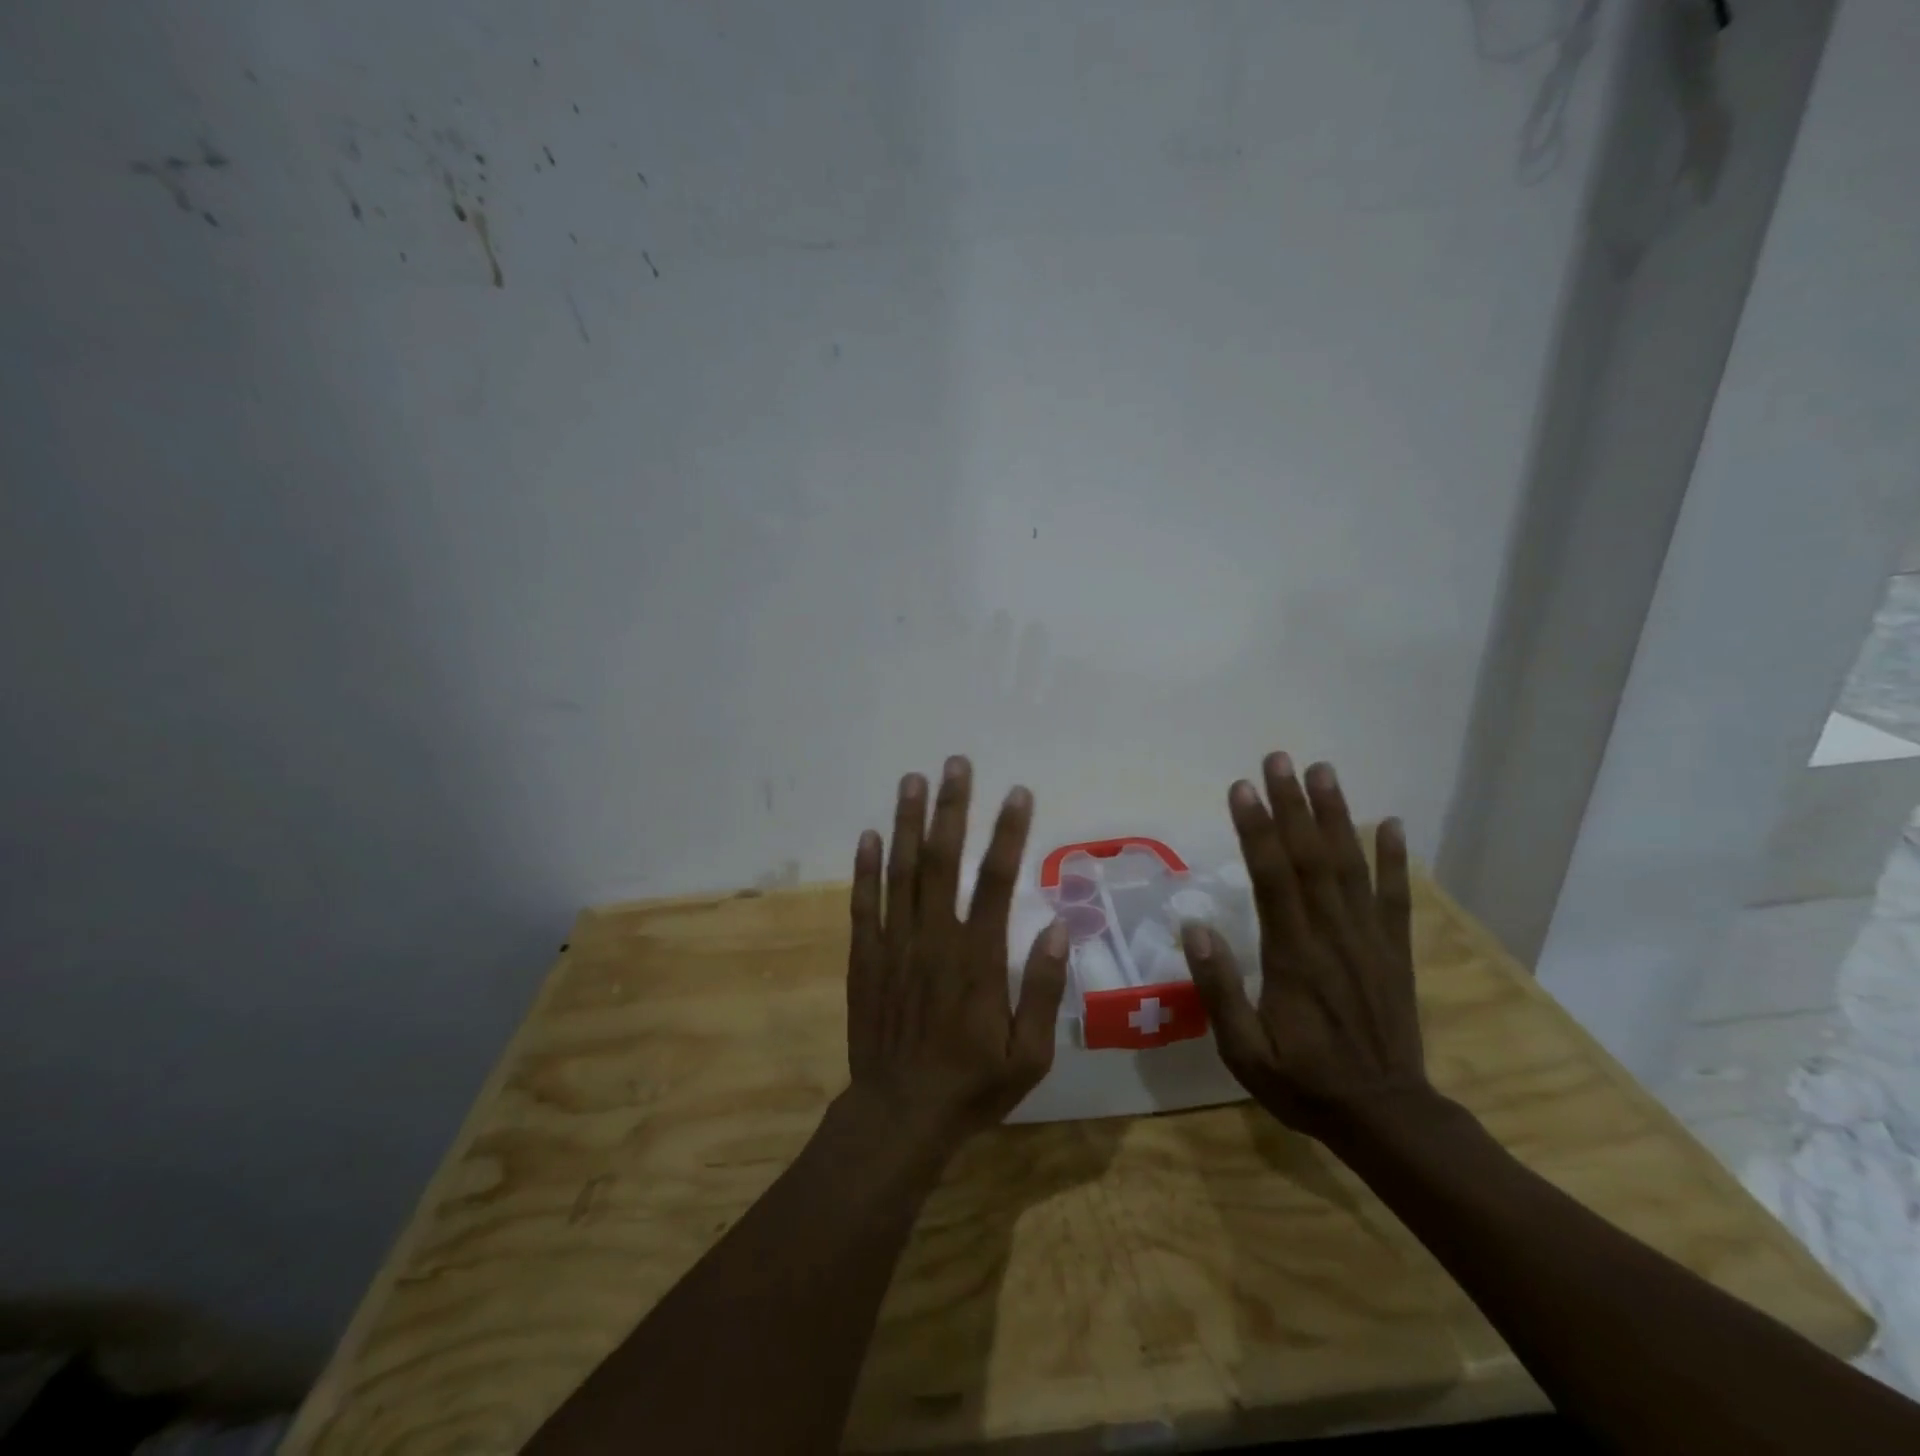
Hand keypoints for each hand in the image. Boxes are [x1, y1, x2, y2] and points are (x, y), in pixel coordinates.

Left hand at [844, 755, 1069, 1145]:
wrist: (899, 1115)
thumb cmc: (972, 1085)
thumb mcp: (1030, 1054)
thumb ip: (1042, 990)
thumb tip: (1059, 929)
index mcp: (979, 958)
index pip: (998, 881)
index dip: (1009, 833)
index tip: (1017, 793)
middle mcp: (935, 939)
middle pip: (944, 860)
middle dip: (952, 808)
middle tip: (955, 764)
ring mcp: (895, 944)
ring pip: (902, 871)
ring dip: (908, 822)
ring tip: (912, 780)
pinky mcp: (865, 957)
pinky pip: (863, 904)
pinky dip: (866, 868)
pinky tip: (869, 834)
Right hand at [1181, 753, 1434, 1142]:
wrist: (1387, 1117)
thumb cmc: (1304, 1083)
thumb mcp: (1244, 1051)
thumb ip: (1218, 990)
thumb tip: (1195, 927)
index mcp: (1292, 956)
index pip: (1272, 879)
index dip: (1257, 830)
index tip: (1242, 788)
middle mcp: (1332, 936)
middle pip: (1311, 858)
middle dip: (1293, 805)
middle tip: (1279, 759)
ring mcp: (1369, 941)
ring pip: (1350, 866)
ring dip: (1337, 816)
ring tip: (1324, 771)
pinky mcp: (1394, 952)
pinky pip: (1394, 897)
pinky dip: (1394, 859)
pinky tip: (1392, 824)